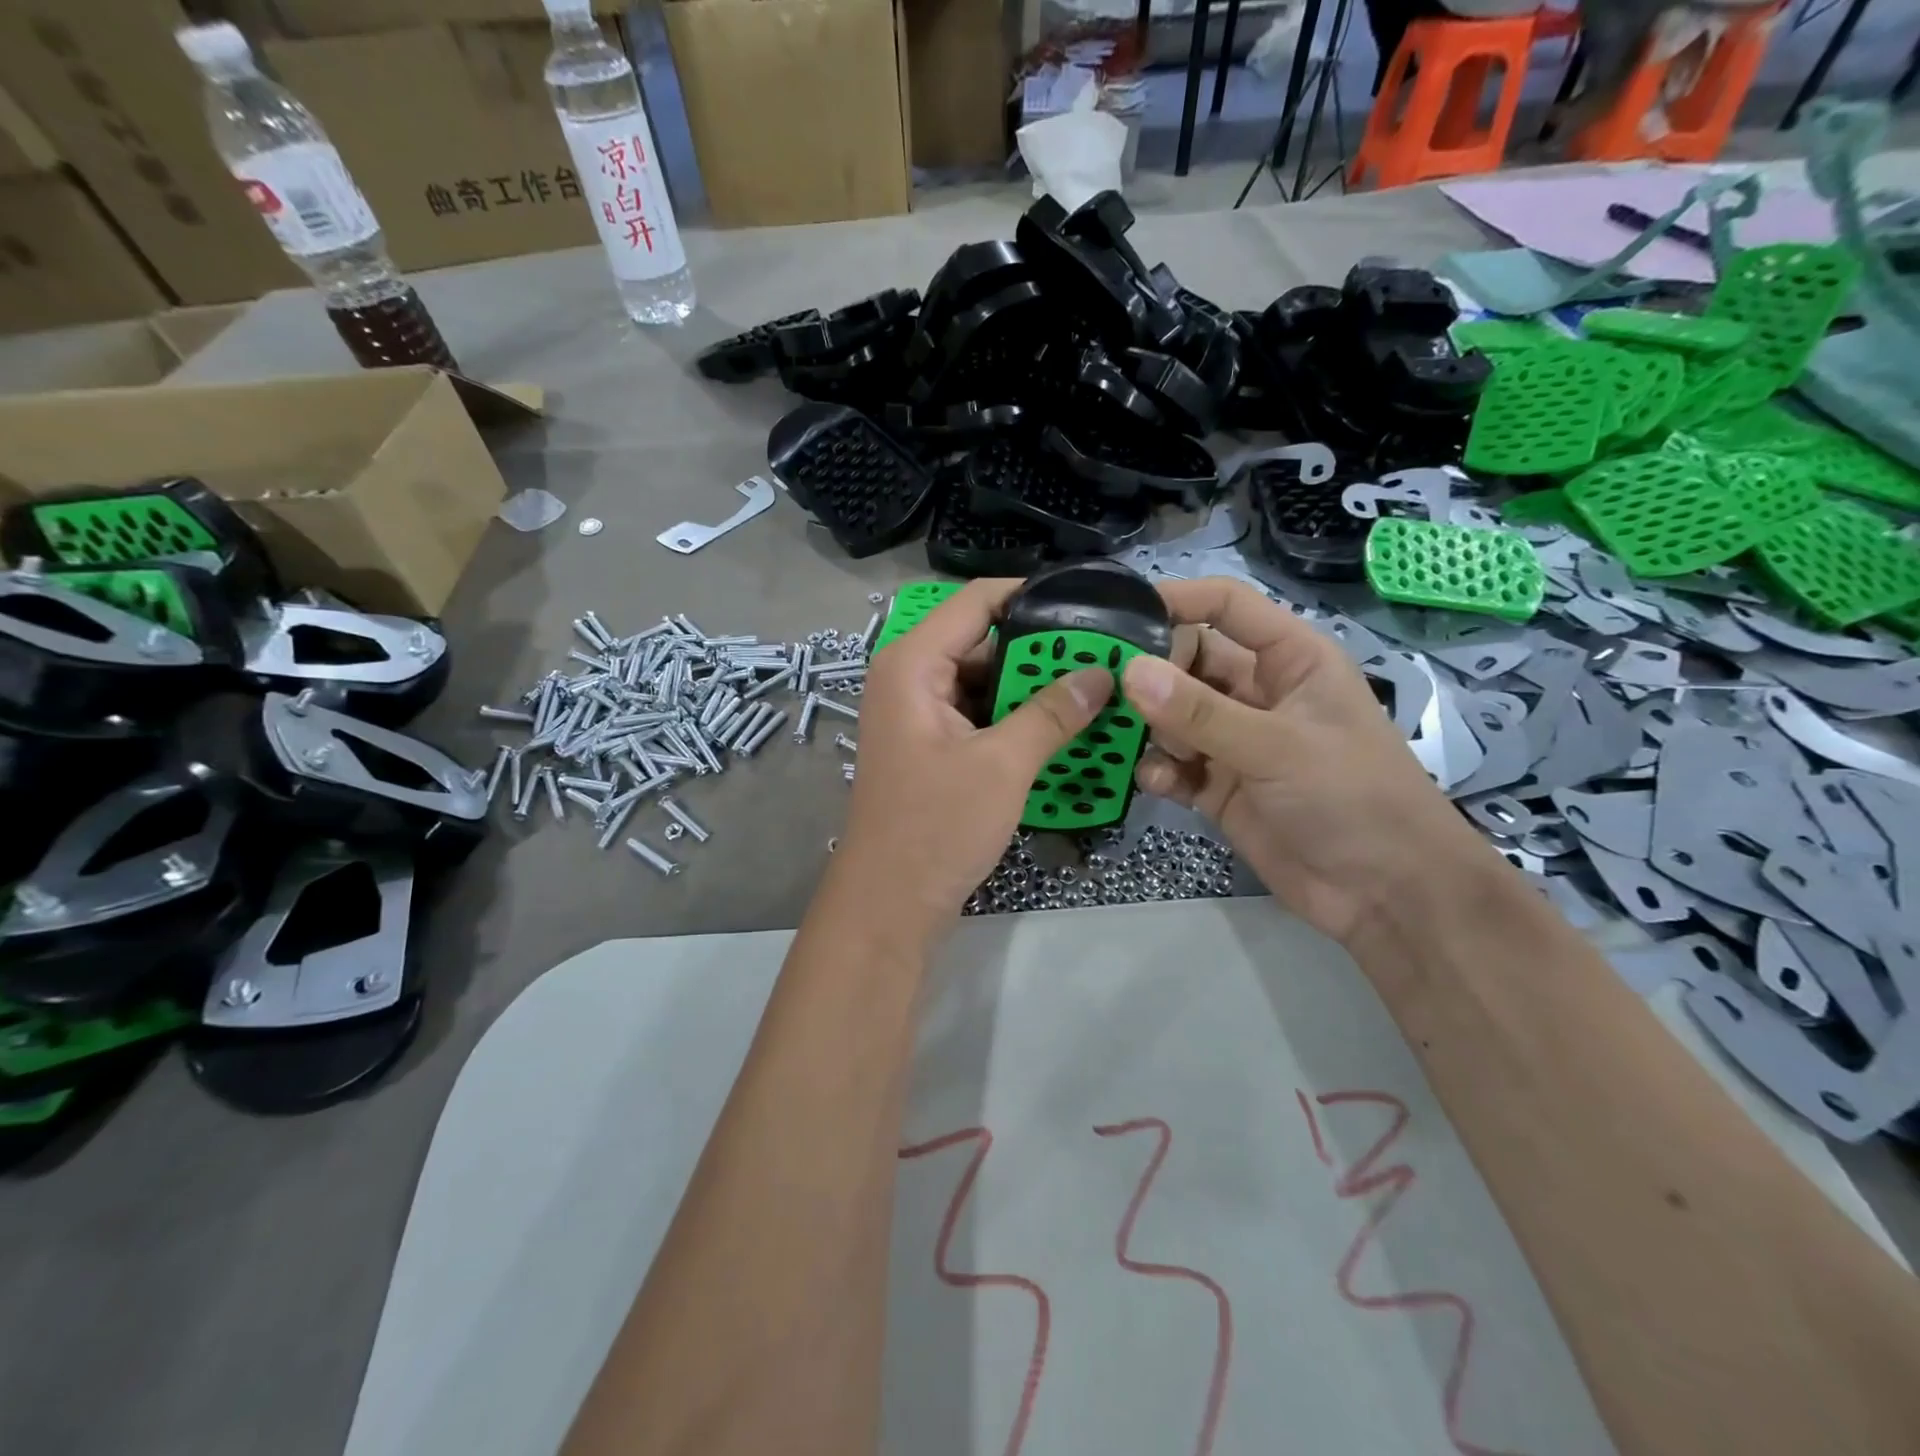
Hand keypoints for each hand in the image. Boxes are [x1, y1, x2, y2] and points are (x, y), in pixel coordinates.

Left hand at [834, 579, 1111, 942]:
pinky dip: (1014, 718)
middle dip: (1039, 651)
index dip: (1030, 596)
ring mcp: (918, 715)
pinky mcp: (930, 747)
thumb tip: (1102, 673)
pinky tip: (1060, 727)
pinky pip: (978, 715)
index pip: (975, 602)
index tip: (1086, 604)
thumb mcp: (1003, 765)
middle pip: (981, 641)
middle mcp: (909, 679)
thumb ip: (1053, 713)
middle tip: (1102, 654)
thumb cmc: (937, 826)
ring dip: (1031, 689)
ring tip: (1092, 688)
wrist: (890, 903)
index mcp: (912, 665)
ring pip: (982, 682)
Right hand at [1121, 577, 1493, 946]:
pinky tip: (1158, 783)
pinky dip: (1159, 770)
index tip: (1119, 613)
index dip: (1178, 600)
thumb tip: (1129, 671)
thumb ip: (1200, 713)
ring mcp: (1236, 742)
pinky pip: (1174, 765)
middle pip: (1188, 661)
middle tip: (1104, 688)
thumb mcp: (1277, 747)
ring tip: (1124, 739)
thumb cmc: (1352, 797)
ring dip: (1149, 727)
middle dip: (1150, 674)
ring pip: (1173, 716)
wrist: (1385, 893)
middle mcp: (1258, 693)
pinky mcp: (1219, 787)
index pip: (1227, 607)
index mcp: (1290, 660)